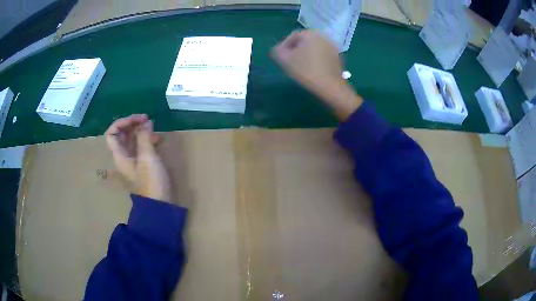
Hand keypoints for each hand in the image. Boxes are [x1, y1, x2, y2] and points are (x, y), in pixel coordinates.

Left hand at [105, 114, 171, 201]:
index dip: (122, 122)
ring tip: (153, 128)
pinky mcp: (141, 166)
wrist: (159, 205)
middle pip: (121, 136)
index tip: (138, 119)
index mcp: (119, 156)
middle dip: (132, 125)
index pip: (112, 134)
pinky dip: (146, 140)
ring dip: (140, 132)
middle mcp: (122, 157)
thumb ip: (144, 137)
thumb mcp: (147, 157)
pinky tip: (157, 140)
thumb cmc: (151, 181)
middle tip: (147, 120)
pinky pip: (139, 148)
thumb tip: (145, 122)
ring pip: (131, 141)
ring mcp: (132, 162)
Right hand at [271, 30, 362, 119]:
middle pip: (304, 41)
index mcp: (309, 34)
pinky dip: (316, 59)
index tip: (280, 58)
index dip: (284, 47)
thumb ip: (277, 51)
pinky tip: (312, 70)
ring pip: (313, 48)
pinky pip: (322, 54)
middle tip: (289, 62)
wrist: (331, 87)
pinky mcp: (337, 56)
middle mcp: (322, 36)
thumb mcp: (285, 61)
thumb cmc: (306, 71)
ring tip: (300, 67)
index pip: (292, 37)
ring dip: (305, 54)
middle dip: (295, 50)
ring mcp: (332, 46)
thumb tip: (278, 49)